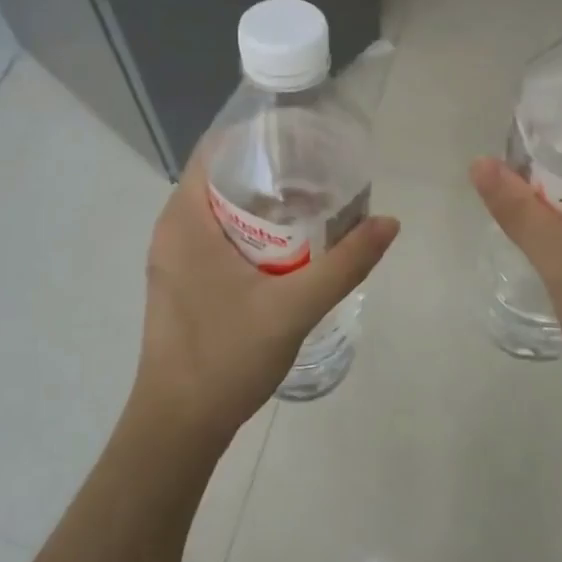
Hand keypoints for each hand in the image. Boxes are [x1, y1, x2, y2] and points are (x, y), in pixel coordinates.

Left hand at [134, 150, 399, 446]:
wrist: (178, 426)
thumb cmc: (226, 356)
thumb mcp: (293, 307)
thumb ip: (344, 264)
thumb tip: (389, 222)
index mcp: (185, 219)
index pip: (216, 150)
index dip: (259, 136)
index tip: (305, 136)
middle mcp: (173, 229)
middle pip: (223, 177)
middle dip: (272, 169)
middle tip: (323, 169)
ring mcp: (174, 258)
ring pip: (222, 210)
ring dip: (265, 203)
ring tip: (316, 202)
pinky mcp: (183, 282)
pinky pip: (218, 236)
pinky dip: (253, 230)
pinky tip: (292, 245)